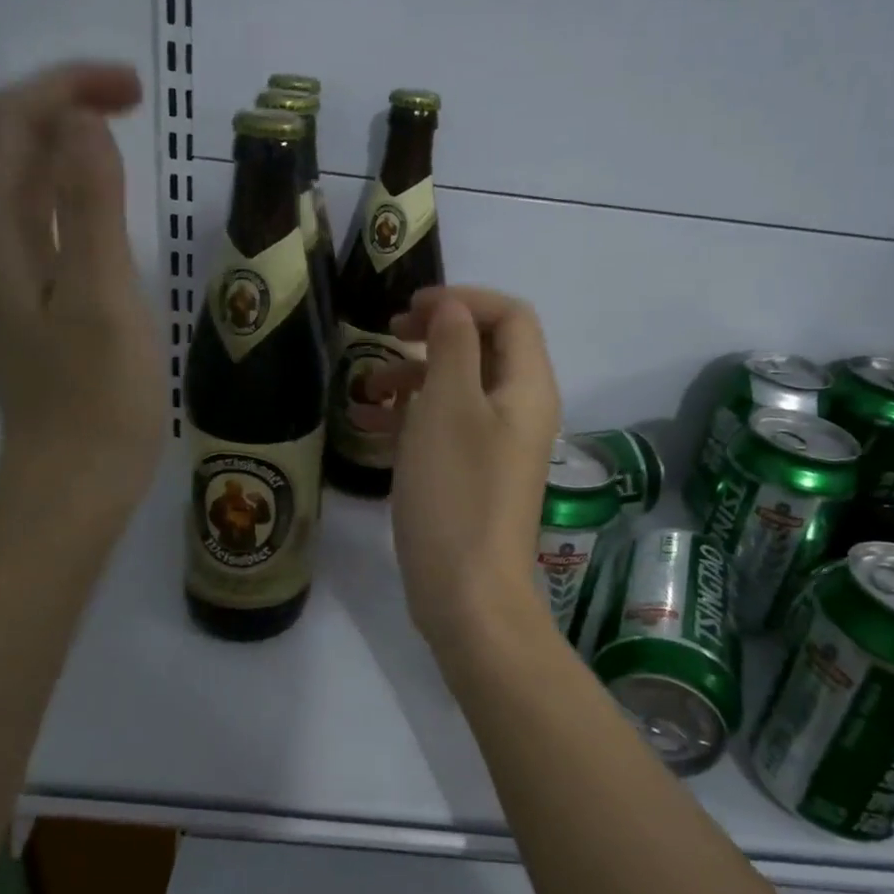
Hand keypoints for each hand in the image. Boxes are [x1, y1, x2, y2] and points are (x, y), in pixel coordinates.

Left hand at [0, 63, 161, 517]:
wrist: (74, 480)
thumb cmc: (97, 397)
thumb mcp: (102, 298)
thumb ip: (90, 209)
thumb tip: (84, 124)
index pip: (10, 124)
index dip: (65, 88)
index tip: (134, 89)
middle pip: (8, 143)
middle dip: (63, 103)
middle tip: (133, 100)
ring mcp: (11, 273)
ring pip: (23, 179)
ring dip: (65, 140)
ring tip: (122, 129)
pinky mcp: (36, 299)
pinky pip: (42, 218)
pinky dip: (72, 186)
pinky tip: (105, 197)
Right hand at [385, 287, 561, 653]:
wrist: (466, 594)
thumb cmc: (456, 491)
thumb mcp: (448, 406)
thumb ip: (453, 346)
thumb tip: (451, 309)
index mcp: (527, 387)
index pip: (510, 315)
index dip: (463, 300)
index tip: (411, 310)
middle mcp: (519, 410)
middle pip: (484, 348)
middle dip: (434, 335)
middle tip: (389, 334)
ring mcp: (496, 445)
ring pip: (458, 388)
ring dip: (414, 377)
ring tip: (366, 388)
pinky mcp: (471, 475)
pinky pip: (444, 427)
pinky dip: (410, 416)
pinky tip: (369, 424)